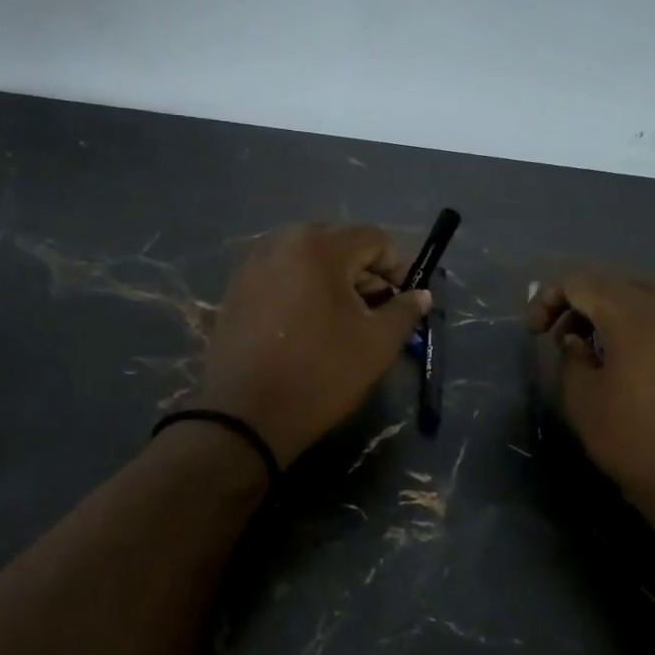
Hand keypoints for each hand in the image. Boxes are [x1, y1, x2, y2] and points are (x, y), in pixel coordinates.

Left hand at [194, 225, 431, 466]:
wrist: (245, 416)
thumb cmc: (320, 374)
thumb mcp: (377, 344)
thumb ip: (404, 311)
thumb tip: (420, 294)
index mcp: (318, 247)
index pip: (373, 238)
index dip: (397, 265)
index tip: (405, 298)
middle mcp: (280, 243)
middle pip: (336, 244)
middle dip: (363, 272)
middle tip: (376, 310)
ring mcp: (251, 266)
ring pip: (306, 260)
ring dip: (332, 282)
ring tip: (343, 321)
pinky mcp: (234, 291)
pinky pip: (280, 278)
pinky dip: (301, 292)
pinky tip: (308, 327)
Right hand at [528, 274, 654, 534]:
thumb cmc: (635, 442)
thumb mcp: (583, 402)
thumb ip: (571, 358)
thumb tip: (576, 340)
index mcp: (635, 315)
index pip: (582, 282)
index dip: (549, 300)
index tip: (535, 333)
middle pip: (618, 282)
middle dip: (583, 302)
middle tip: (564, 337)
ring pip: (651, 294)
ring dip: (617, 310)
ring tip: (601, 345)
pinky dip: (647, 323)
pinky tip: (638, 358)